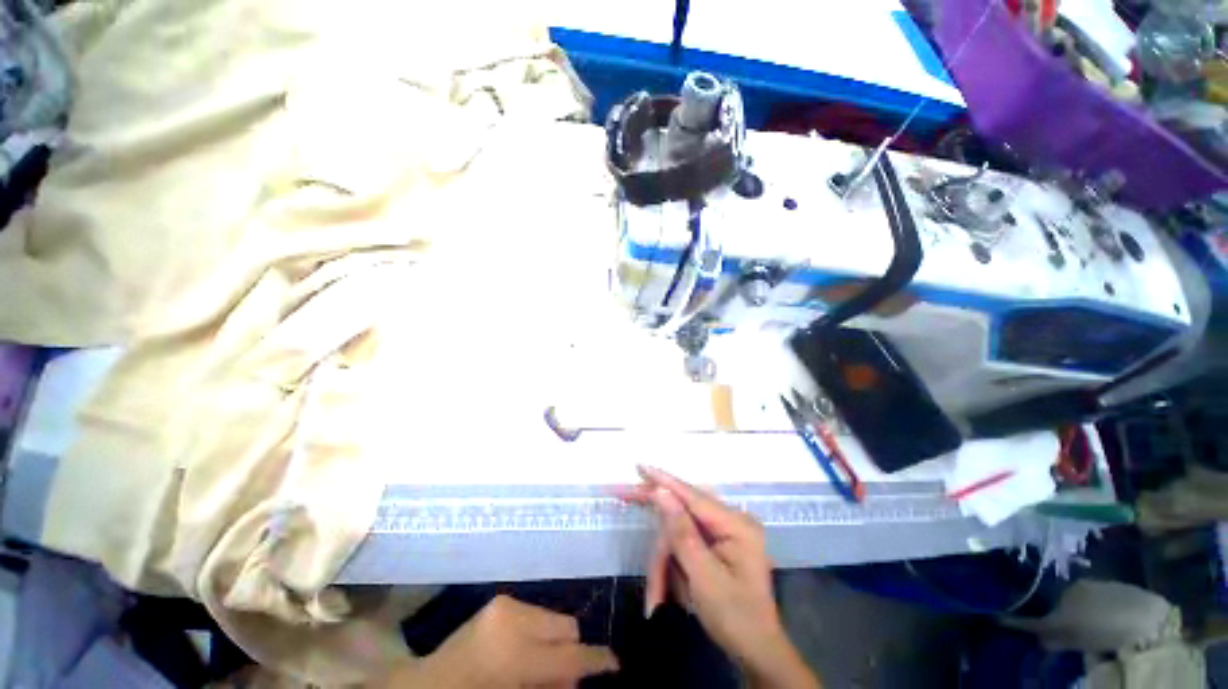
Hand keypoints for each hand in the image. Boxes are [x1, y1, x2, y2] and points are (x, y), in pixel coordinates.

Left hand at [375, 595, 618, 687]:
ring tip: (536, 663)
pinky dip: (536, 632)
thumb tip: (577, 676)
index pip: (571, 655)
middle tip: (562, 673)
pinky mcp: (500, 601)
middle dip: (571, 649)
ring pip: (553, 616)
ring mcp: (506, 604)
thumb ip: (552, 685)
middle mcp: (515, 619)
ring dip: (552, 641)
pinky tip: (522, 651)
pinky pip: (535, 613)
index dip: (597, 660)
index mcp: (515, 654)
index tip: (615, 664)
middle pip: (567, 626)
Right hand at [622, 466, 818, 688]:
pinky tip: (667, 593)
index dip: (663, 481)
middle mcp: (731, 522)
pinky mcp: (717, 546)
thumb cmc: (735, 618)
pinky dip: (673, 568)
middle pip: (683, 516)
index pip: (692, 495)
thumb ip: (682, 532)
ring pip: (680, 537)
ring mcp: (725, 534)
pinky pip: (686, 548)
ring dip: (664, 565)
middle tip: (628, 524)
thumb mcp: (705, 578)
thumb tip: (662, 492)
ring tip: (657, 598)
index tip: (640, 466)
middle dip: (660, 543)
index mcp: (736, 524)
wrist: (757, 653)